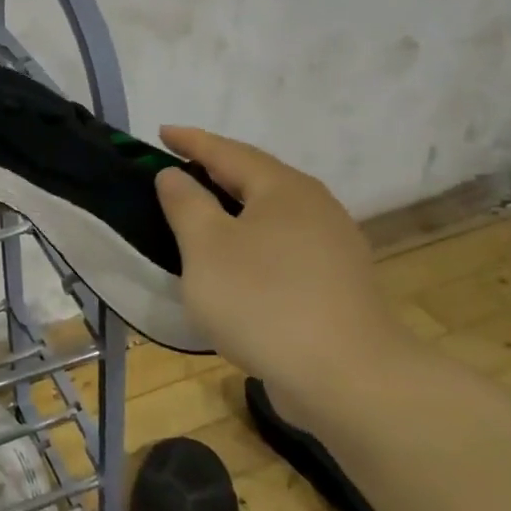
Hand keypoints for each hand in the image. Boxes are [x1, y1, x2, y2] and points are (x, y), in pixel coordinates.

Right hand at [154, 126, 410, 411]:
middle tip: (178, 169)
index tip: (162, 132)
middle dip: (216, 171)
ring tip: (203, 213)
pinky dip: (252, 241)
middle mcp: (315, 207)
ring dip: (234, 208)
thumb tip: (175, 175)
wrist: (348, 379)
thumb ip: (186, 204)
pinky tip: (237, 262)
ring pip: (272, 214)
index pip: (228, 152)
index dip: (191, 141)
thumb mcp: (206, 247)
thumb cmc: (264, 301)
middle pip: (256, 178)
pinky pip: (283, 245)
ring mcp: (332, 247)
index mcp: (283, 189)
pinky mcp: (337, 284)